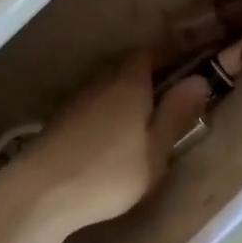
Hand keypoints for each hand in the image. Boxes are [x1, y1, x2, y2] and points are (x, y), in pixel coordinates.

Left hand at [2, 52, 212, 231]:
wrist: (42, 190)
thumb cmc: (109, 172)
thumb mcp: (155, 150)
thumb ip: (177, 113)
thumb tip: (199, 80)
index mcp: (130, 80)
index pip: (155, 52)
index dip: (174, 55)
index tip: (191, 63)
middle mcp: (104, 78)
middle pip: (132, 66)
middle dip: (153, 75)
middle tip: (172, 96)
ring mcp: (80, 96)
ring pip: (112, 83)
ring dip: (129, 93)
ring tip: (145, 118)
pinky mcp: (63, 116)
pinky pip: (96, 100)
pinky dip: (111, 108)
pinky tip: (114, 133)